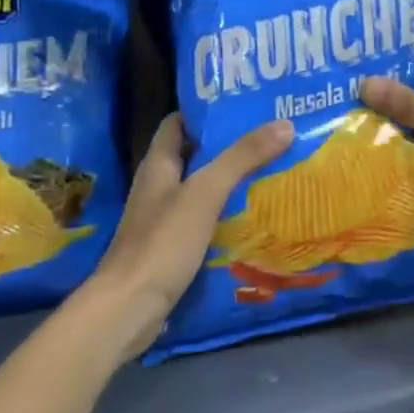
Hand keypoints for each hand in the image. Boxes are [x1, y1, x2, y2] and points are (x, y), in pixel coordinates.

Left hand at [88, 113, 291, 354]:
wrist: (128, 309)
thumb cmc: (163, 241)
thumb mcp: (206, 192)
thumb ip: (243, 157)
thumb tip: (285, 124)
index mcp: (158, 165)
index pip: (178, 123)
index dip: (206, 110)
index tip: (244, 103)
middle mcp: (159, 187)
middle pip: (195, 155)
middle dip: (230, 144)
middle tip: (271, 134)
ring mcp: (164, 219)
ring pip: (203, 188)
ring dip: (232, 179)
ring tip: (273, 168)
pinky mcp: (173, 247)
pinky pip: (206, 219)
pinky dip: (228, 212)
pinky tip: (256, 213)